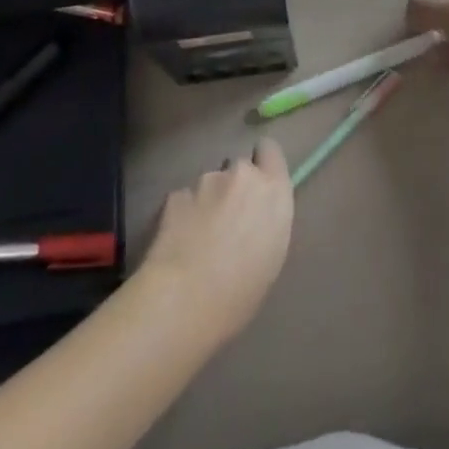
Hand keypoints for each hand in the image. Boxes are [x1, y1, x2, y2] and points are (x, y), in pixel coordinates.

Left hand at [138, 137, 293, 342]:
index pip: (270, 149)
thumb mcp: (272, 255)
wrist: (185, 299)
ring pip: (209, 183)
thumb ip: (266, 218)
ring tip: (199, 238)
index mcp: (272, 190)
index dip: (261, 163)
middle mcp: (242, 174)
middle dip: (233, 187)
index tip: (257, 186)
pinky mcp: (176, 193)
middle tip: (227, 222)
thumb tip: (255, 215)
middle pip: (238, 168)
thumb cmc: (241, 292)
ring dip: (208, 202)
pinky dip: (183, 215)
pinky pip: (184, 199)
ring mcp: (206, 180)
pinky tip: (178, 244)